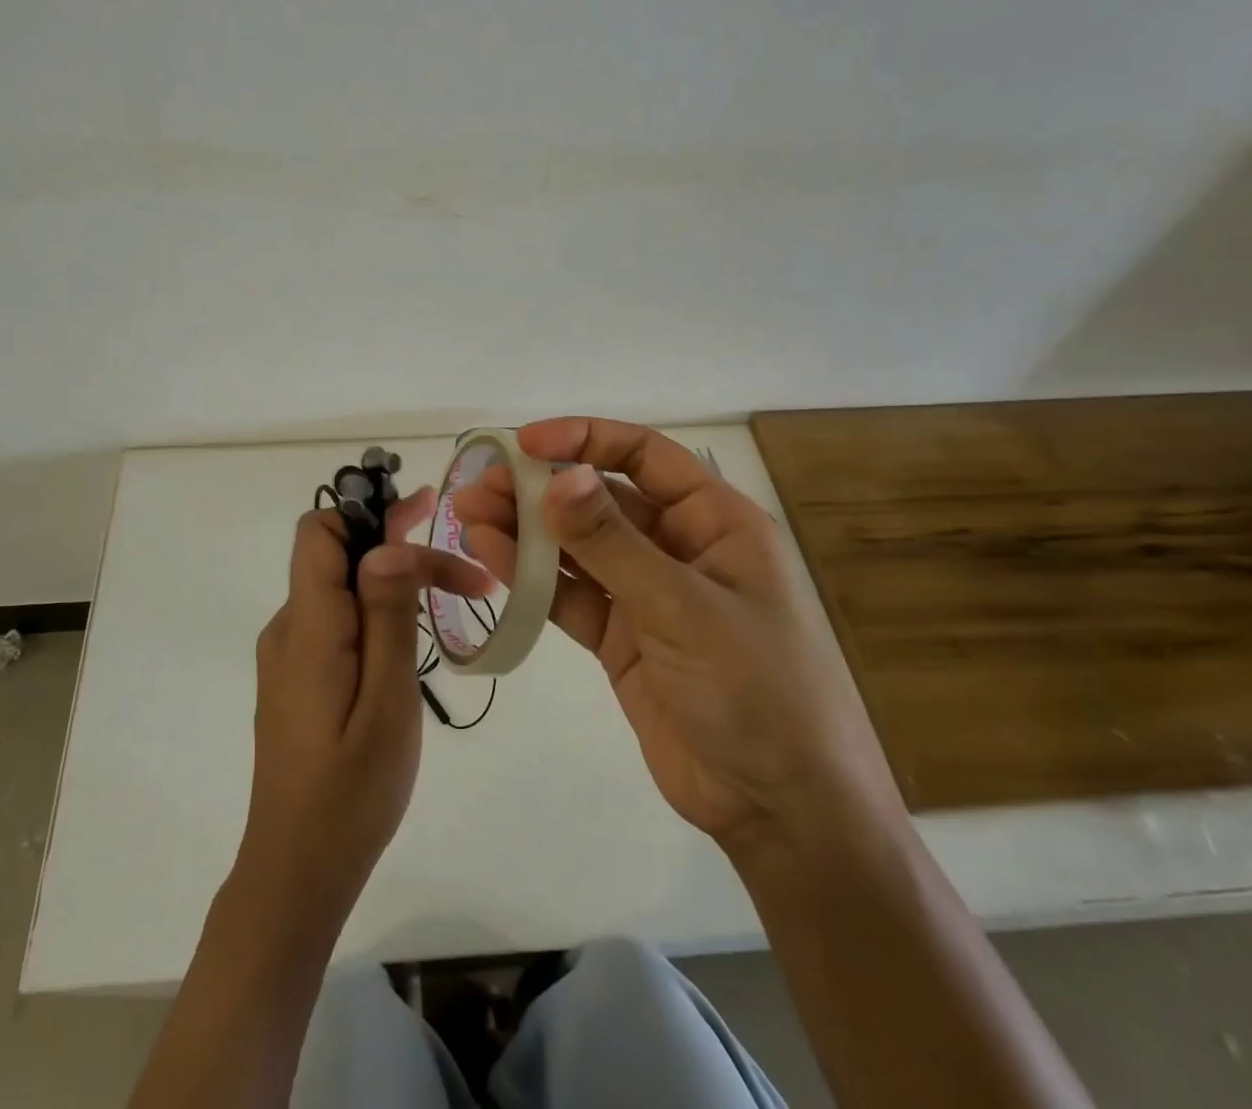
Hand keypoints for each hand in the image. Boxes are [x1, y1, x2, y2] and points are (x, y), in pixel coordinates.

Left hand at [235, 487, 491, 917]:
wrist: (296, 872)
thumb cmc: (350, 794)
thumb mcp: (386, 703)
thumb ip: (386, 617)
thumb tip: (386, 543)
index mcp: (307, 627)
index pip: (319, 532)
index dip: (367, 513)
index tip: (425, 516)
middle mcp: (289, 629)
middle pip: (337, 557)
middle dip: (398, 550)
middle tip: (465, 573)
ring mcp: (289, 655)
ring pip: (341, 590)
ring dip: (393, 585)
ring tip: (454, 603)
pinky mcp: (298, 678)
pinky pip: (336, 622)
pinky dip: (376, 614)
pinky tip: (410, 647)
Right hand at [454, 417, 901, 863]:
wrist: (782, 811)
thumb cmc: (758, 691)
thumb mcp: (683, 608)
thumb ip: (613, 543)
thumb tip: (558, 477)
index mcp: (715, 522)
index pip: (643, 456)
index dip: (583, 440)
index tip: (523, 444)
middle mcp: (679, 547)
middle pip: (600, 499)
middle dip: (539, 489)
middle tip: (479, 487)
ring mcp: (647, 594)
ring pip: (578, 547)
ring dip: (526, 531)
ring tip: (469, 518)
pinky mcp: (621, 637)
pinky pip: (570, 595)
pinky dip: (532, 577)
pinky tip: (492, 558)